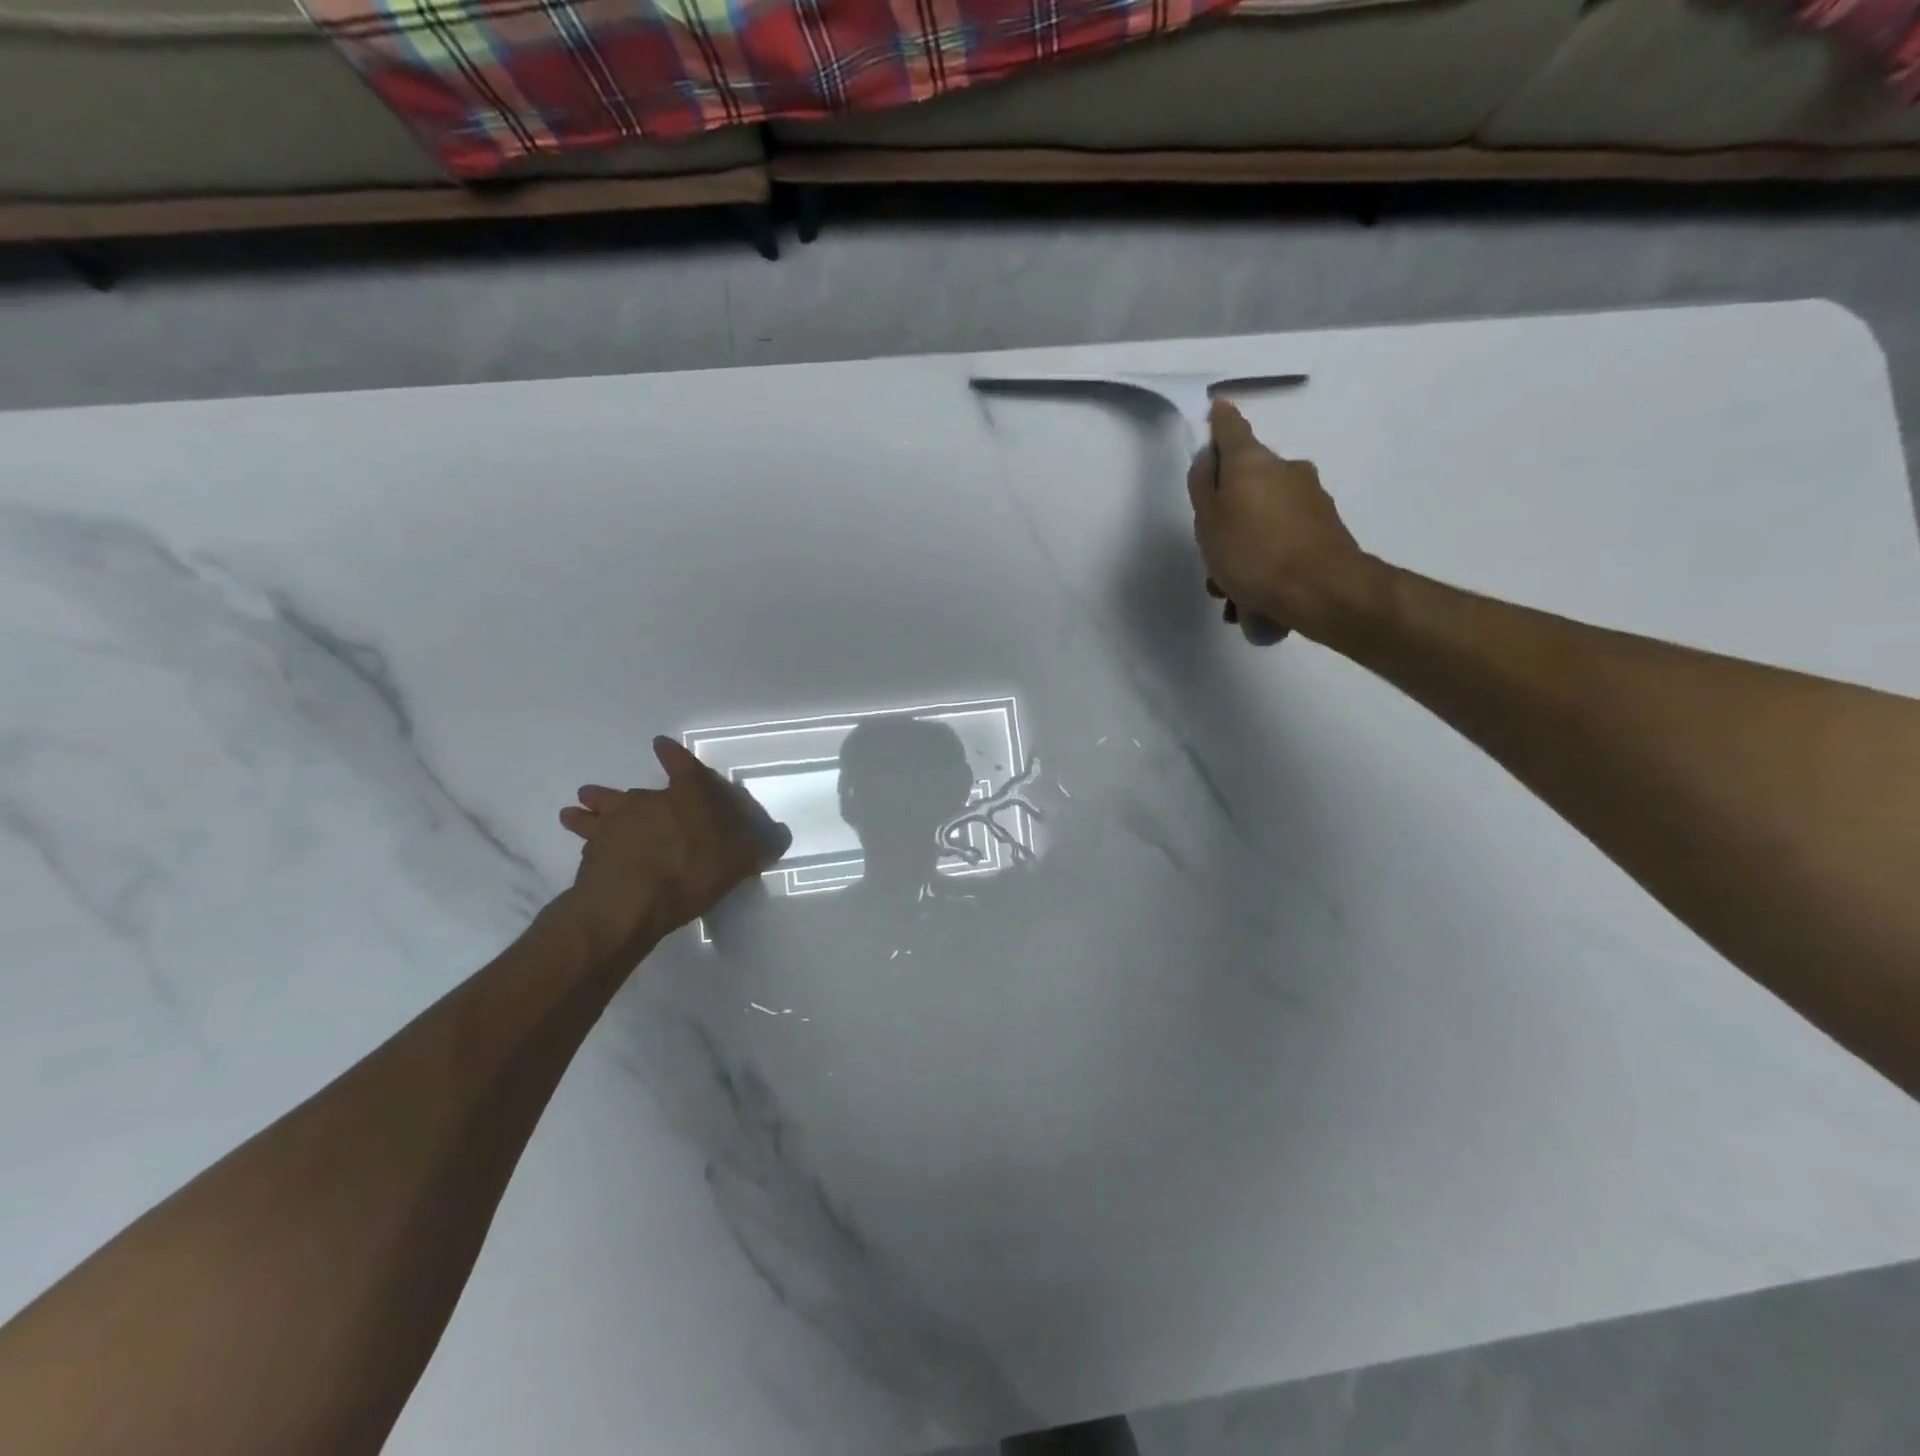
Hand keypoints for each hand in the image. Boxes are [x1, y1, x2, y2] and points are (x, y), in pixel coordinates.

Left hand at [557, 737, 791, 957]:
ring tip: (577, 805)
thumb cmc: (692, 872)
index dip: (675, 756)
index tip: (660, 744)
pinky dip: (582, 833)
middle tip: (619, 791)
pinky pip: (587, 836)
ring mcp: (616, 823)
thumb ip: (758, 848)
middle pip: (637, 791)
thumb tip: (779, 837)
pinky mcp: (592, 848)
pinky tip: (580, 841)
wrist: (629, 902)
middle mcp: (650, 801)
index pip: (684, 768)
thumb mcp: (738, 862)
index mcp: (688, 798)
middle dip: (629, 791)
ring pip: (602, 806)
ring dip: (592, 804)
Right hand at [1187, 400, 1368, 640]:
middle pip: (1247, 484)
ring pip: (1264, 520)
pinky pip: (1283, 543)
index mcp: (1253, 462)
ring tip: (1231, 593)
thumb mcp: (1209, 520)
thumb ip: (1203, 486)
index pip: (1231, 428)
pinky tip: (1255, 602)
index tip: (1214, 411)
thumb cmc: (1252, 552)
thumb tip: (1208, 458)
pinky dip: (1266, 565)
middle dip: (1227, 515)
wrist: (1319, 590)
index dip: (1219, 421)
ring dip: (1245, 550)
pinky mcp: (1325, 532)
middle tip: (1211, 554)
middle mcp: (1286, 471)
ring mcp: (1310, 501)